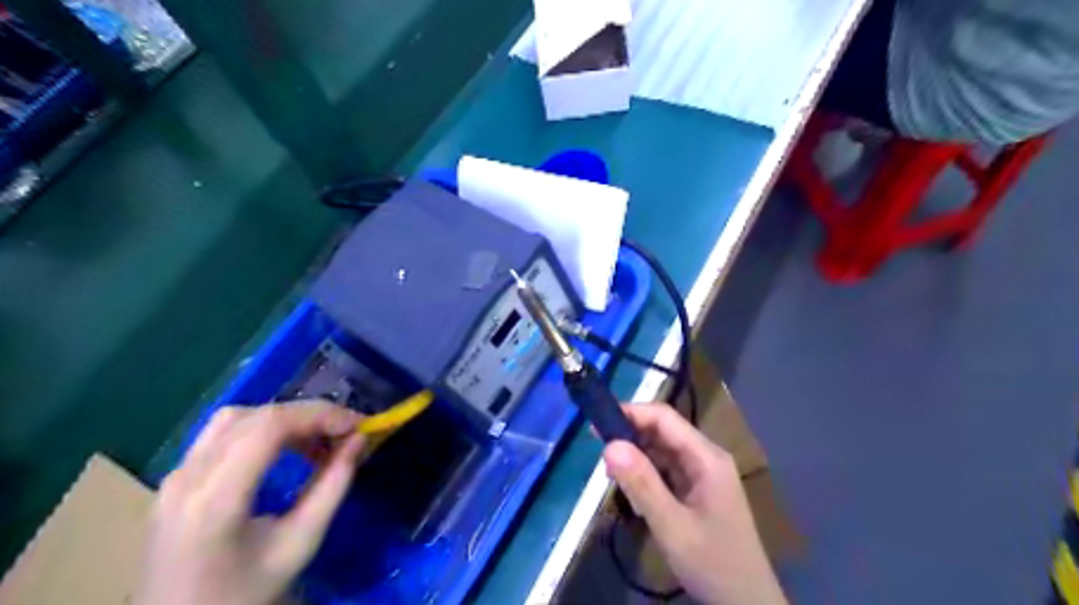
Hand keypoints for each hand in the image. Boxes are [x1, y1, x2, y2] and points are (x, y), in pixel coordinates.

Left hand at [137, 403, 367, 604]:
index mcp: (216, 500)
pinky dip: (262, 427)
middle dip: (310, 415)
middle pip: (257, 416)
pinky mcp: (175, 479)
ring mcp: (175, 476)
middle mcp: (188, 478)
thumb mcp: (300, 545)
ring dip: (286, 418)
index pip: (271, 426)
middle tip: (346, 433)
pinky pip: (223, 432)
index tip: (358, 426)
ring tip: (317, 440)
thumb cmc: (245, 595)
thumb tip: (359, 441)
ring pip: (237, 417)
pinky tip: (284, 448)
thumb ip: (333, 487)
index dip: (320, 415)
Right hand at [605, 402, 784, 604]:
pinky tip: (630, 489)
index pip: (665, 418)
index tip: (597, 422)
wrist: (747, 604)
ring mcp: (702, 474)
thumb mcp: (672, 526)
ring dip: (636, 456)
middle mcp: (706, 457)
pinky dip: (645, 474)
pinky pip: (666, 470)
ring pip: (662, 451)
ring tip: (610, 473)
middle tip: (597, 450)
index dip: (631, 413)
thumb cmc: (714, 563)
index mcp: (706, 457)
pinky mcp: (697, 490)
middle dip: (630, 435)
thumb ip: (641, 484)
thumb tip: (609, 444)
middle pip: (663, 432)